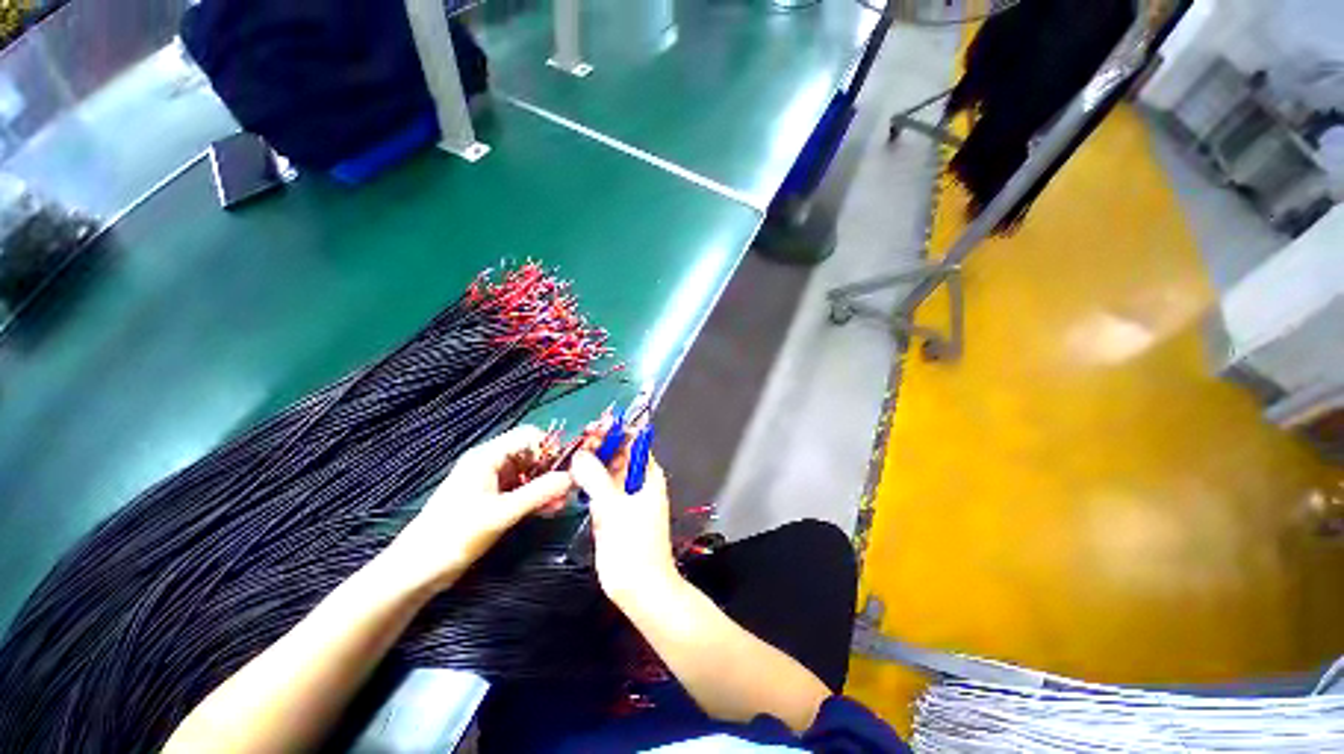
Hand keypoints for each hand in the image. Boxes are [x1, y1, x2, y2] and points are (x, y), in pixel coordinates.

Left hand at [385, 426, 572, 592]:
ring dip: (546, 486)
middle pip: (531, 454)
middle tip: (569, 490)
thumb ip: (538, 493)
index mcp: (488, 457)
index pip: (528, 436)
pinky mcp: (492, 499)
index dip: (550, 447)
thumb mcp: (500, 514)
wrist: (417, 570)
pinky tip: (549, 510)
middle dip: (552, 469)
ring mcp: (491, 482)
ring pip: (529, 473)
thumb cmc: (454, 535)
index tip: (568, 467)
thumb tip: (571, 478)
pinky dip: (536, 497)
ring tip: (562, 504)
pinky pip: (521, 490)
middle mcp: (491, 463)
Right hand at [570, 447, 679, 611]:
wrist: (640, 589)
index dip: (615, 433)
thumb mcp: (614, 507)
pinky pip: (599, 492)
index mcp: (648, 475)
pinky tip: (572, 480)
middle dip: (599, 447)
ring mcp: (624, 498)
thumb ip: (595, 478)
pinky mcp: (612, 514)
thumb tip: (580, 454)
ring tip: (571, 458)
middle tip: (577, 443)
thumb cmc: (634, 545)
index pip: (633, 443)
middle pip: (617, 455)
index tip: (593, 429)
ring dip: (590, 465)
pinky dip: (587, 485)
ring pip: (606, 473)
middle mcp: (637, 482)